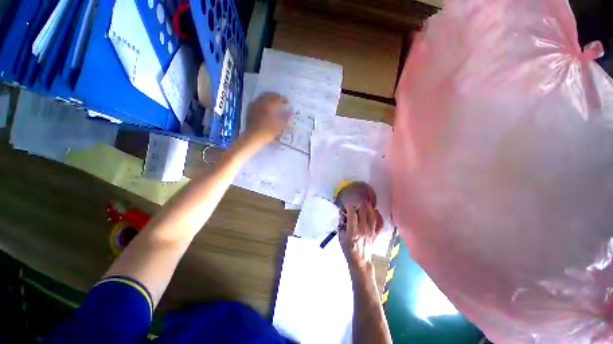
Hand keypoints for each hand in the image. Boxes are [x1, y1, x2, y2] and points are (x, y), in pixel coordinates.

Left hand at [244, 92, 289, 146]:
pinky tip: (263, 105)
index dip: (284, 99)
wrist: (253, 137)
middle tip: (280, 99)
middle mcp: (261, 103)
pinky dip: (261, 101)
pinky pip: (256, 101)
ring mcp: (254, 105)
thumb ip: (286, 118)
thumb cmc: (268, 132)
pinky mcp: (250, 109)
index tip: (288, 100)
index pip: (278, 98)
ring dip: (268, 97)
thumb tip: (291, 111)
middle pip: (269, 95)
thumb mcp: (280, 126)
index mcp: (269, 106)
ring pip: (262, 96)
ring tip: (272, 101)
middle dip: (275, 96)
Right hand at [339, 203, 383, 269]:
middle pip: (364, 212)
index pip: (352, 214)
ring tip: (366, 203)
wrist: (360, 260)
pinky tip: (375, 211)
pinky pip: (380, 222)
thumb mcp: (340, 236)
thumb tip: (342, 212)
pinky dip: (379, 216)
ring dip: (369, 207)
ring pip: (373, 215)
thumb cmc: (348, 248)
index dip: (349, 207)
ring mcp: (371, 231)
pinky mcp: (376, 233)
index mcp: (353, 231)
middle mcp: (363, 229)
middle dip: (360, 204)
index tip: (347, 205)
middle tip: (357, 202)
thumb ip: (341, 223)